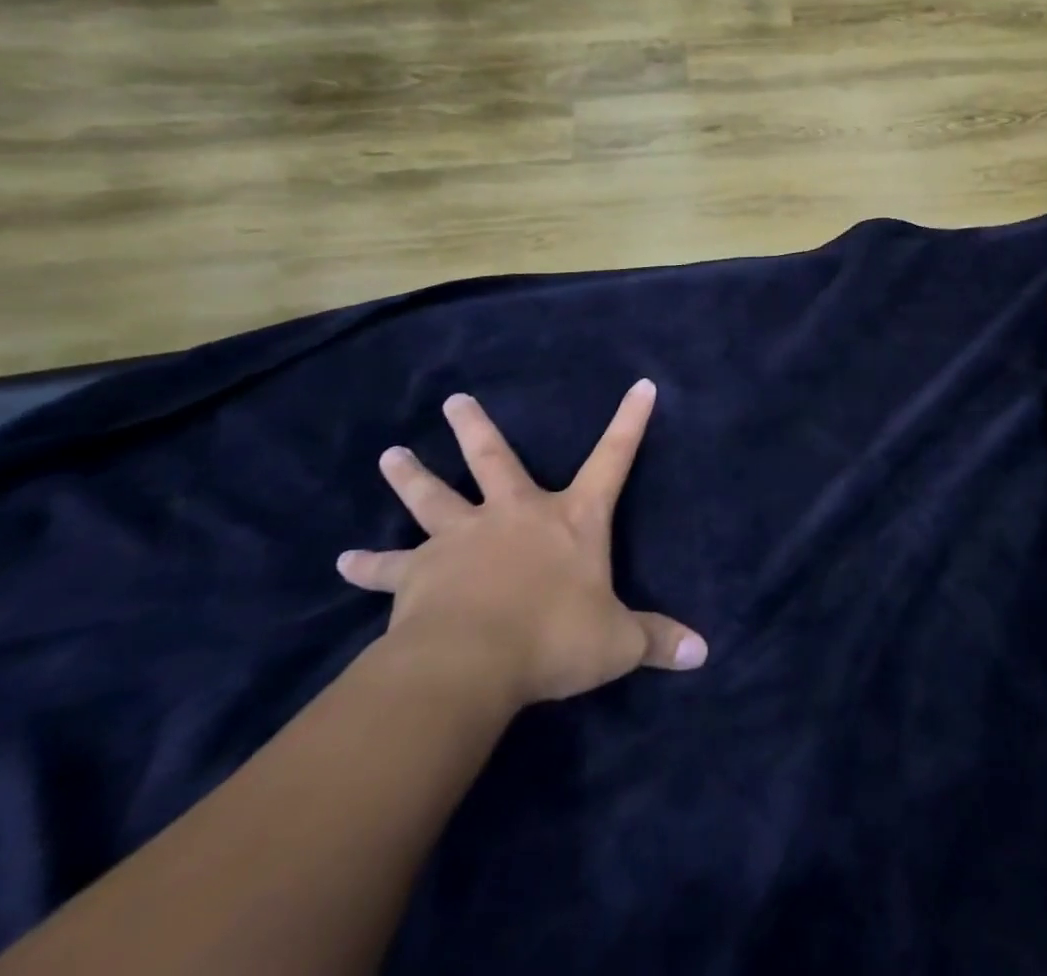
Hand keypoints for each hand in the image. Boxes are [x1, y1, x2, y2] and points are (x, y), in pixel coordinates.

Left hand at [338, 381, 706, 707]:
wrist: (471, 663)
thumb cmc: (554, 638)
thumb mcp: (616, 643)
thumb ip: (657, 641)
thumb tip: (704, 653)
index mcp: (570, 519)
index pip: (613, 459)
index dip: (631, 422)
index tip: (641, 384)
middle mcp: (514, 514)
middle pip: (494, 459)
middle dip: (475, 429)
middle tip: (453, 401)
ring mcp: (462, 538)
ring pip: (432, 497)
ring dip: (411, 476)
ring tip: (390, 454)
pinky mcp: (419, 573)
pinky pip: (388, 567)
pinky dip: (367, 566)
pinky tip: (342, 561)